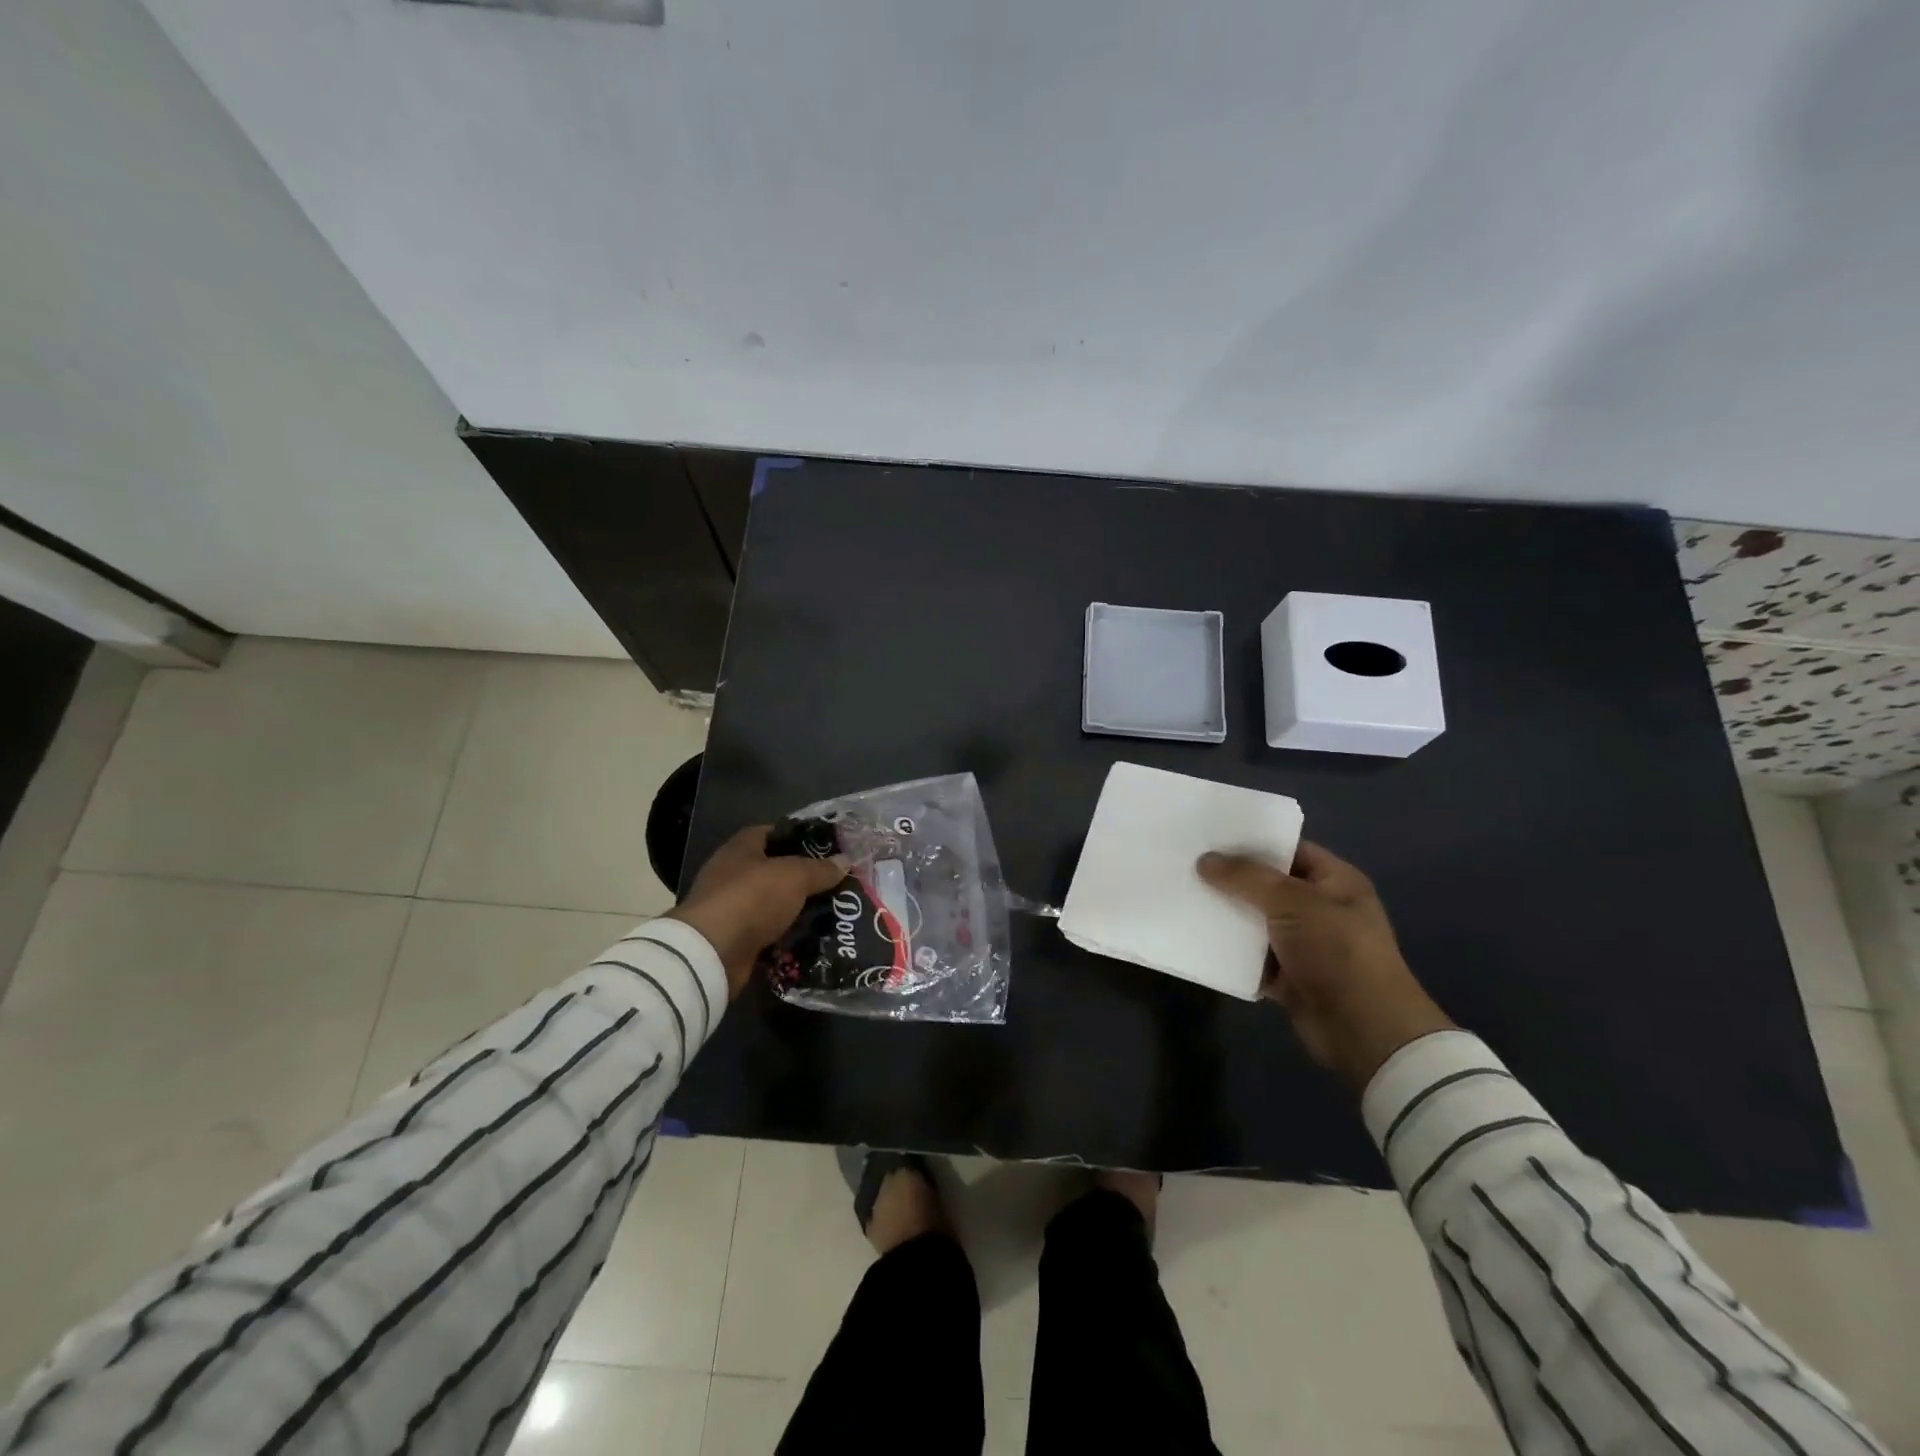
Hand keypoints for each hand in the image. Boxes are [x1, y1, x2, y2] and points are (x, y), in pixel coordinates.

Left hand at [665, 826, 847, 999]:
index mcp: (741, 848)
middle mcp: (732, 874)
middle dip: (803, 877)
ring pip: (772, 904)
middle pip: (773, 870)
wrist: (713, 952)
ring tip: (831, 911)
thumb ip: (820, 869)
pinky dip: (786, 936)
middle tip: (835, 882)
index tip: (826, 847)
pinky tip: (812, 938)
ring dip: (796, 909)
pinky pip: (768, 933)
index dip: (798, 837)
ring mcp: (731, 908)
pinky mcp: (734, 939)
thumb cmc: (752, 898)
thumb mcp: (795, 876)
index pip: (771, 833)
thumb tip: (845, 861)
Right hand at [1197, 841, 1453, 1091]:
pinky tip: (1195, 937)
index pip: (1288, 849)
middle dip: (1230, 877)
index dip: (1251, 841)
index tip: (1209, 835)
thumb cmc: (1336, 951)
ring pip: (1255, 920)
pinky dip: (1229, 950)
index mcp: (1334, 880)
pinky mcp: (1288, 975)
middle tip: (1186, 863)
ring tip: (1183, 895)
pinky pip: (1251, 955)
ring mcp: (1304, 943)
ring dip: (1226, 914)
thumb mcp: (1292, 901)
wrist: (1363, 1029)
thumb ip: (1246, 877)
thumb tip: (1204, 860)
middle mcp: (1320, 907)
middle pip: (1267, 884)